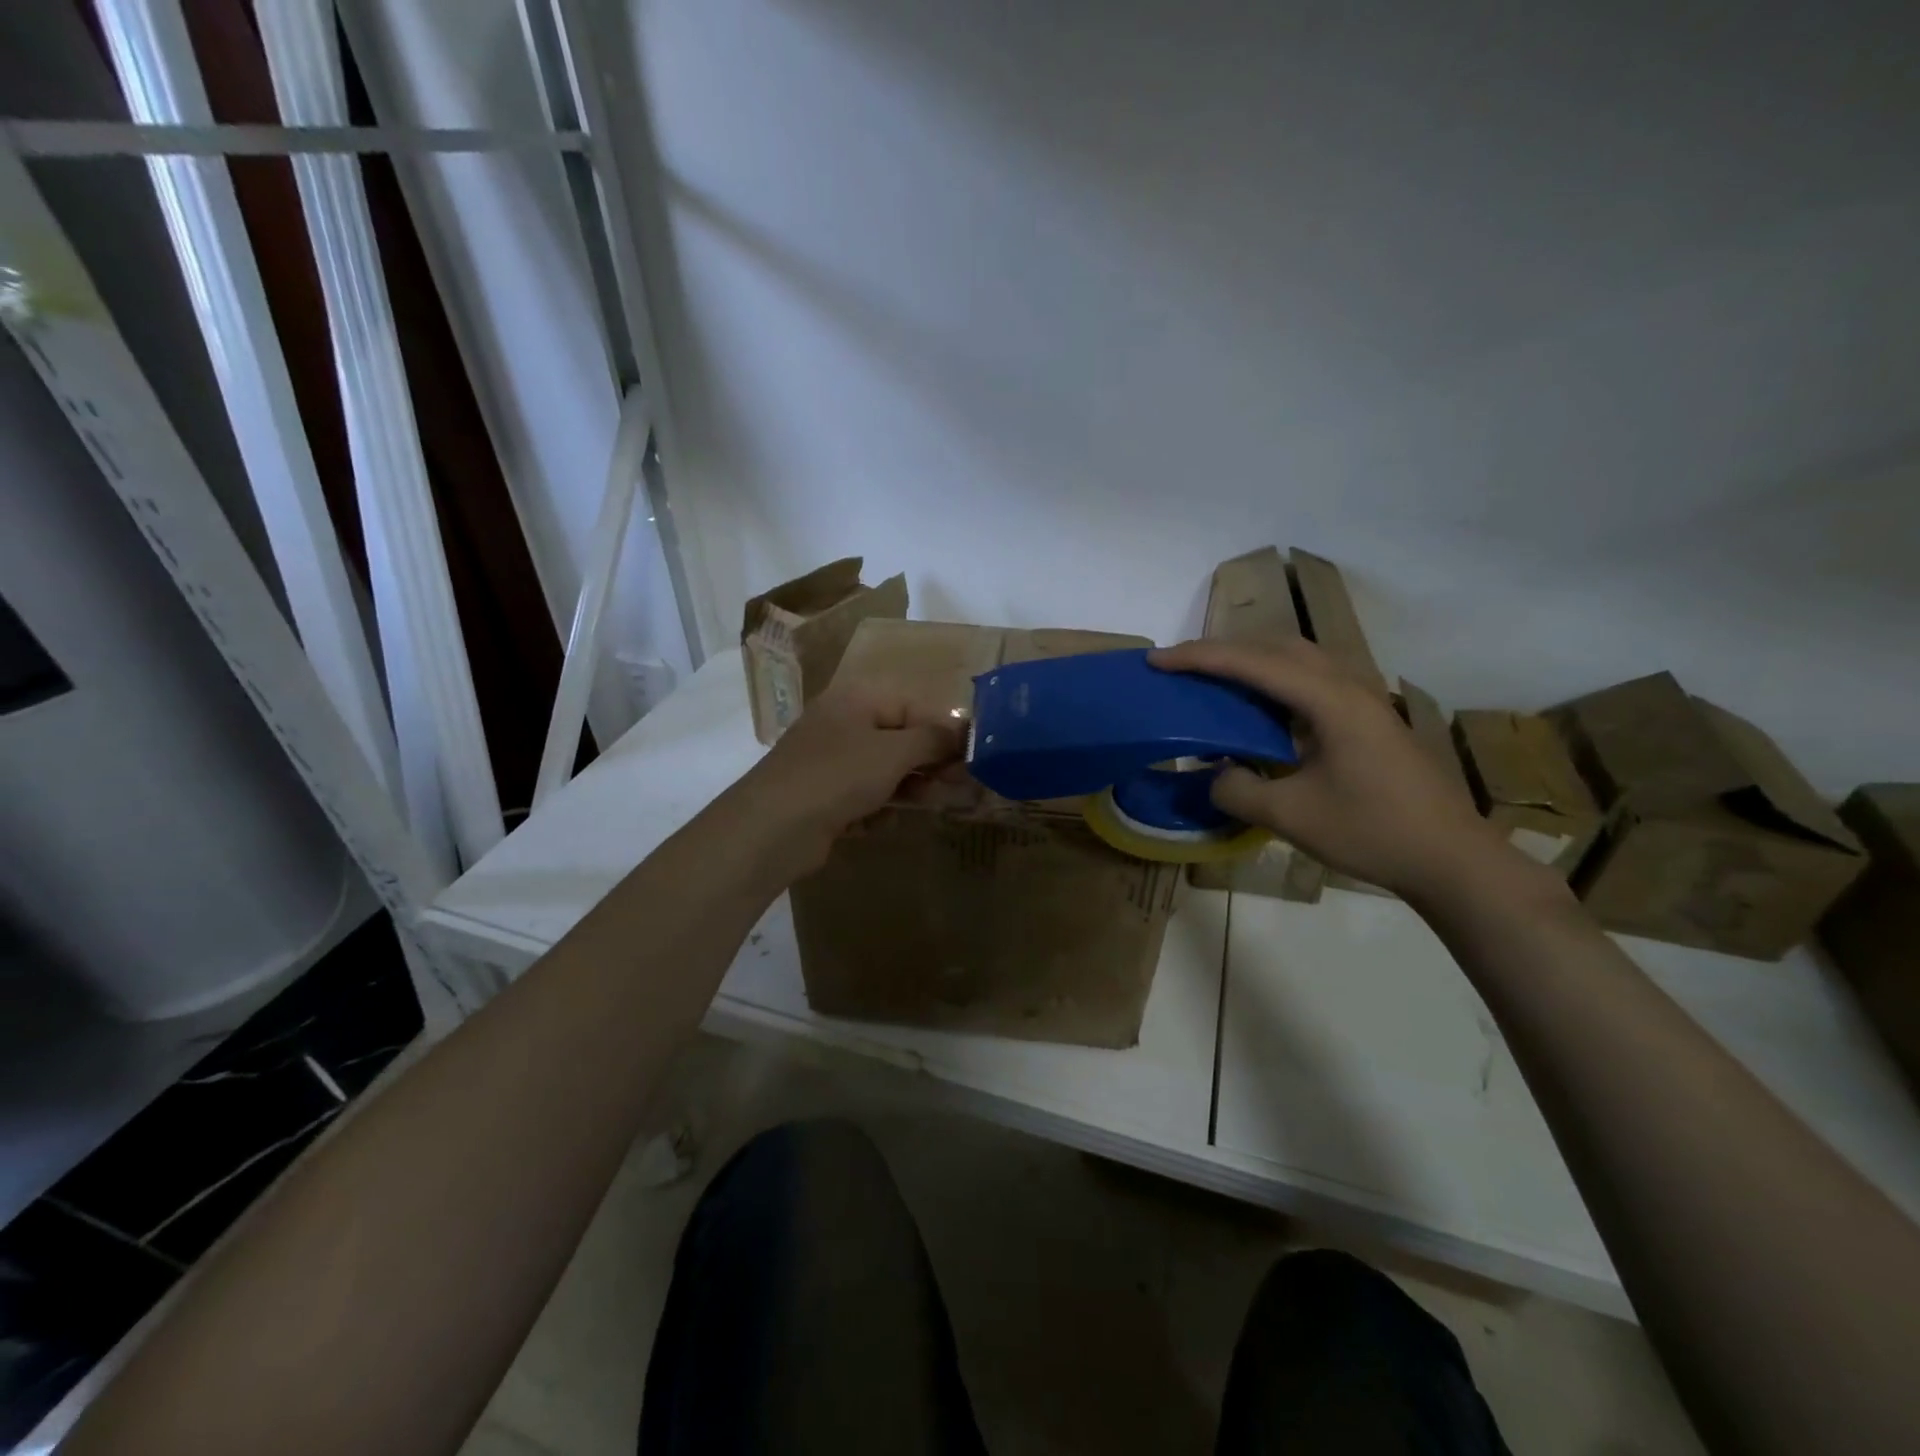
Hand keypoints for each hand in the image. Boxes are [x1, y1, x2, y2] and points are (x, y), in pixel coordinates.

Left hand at [735, 682, 961, 872]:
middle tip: (954, 789)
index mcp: (857, 699)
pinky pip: (862, 796)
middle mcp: (842, 723)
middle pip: (899, 739)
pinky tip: (872, 823)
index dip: (944, 734)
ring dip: (905, 789)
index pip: (914, 708)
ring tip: (918, 807)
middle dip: (927, 765)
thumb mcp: (894, 752)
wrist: (773, 827)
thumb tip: (963, 732)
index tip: (970, 761)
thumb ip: (933, 740)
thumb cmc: (839, 776)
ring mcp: (829, 760)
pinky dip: (874, 809)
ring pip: (883, 771)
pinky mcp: (822, 795)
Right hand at [1150, 638, 1515, 900]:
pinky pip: (1310, 684)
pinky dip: (1274, 686)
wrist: (1451, 859)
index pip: (1253, 664)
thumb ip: (1238, 789)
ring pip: (1298, 661)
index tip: (1156, 661)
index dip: (1199, 658)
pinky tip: (1257, 714)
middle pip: (1278, 647)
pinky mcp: (1367, 721)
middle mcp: (1348, 687)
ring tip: (1213, 683)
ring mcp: (1363, 702)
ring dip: (1252, 664)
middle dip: (1225, 650)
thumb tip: (1217, 773)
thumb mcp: (1291, 816)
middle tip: (1182, 667)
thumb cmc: (1373, 832)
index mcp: (1330, 700)